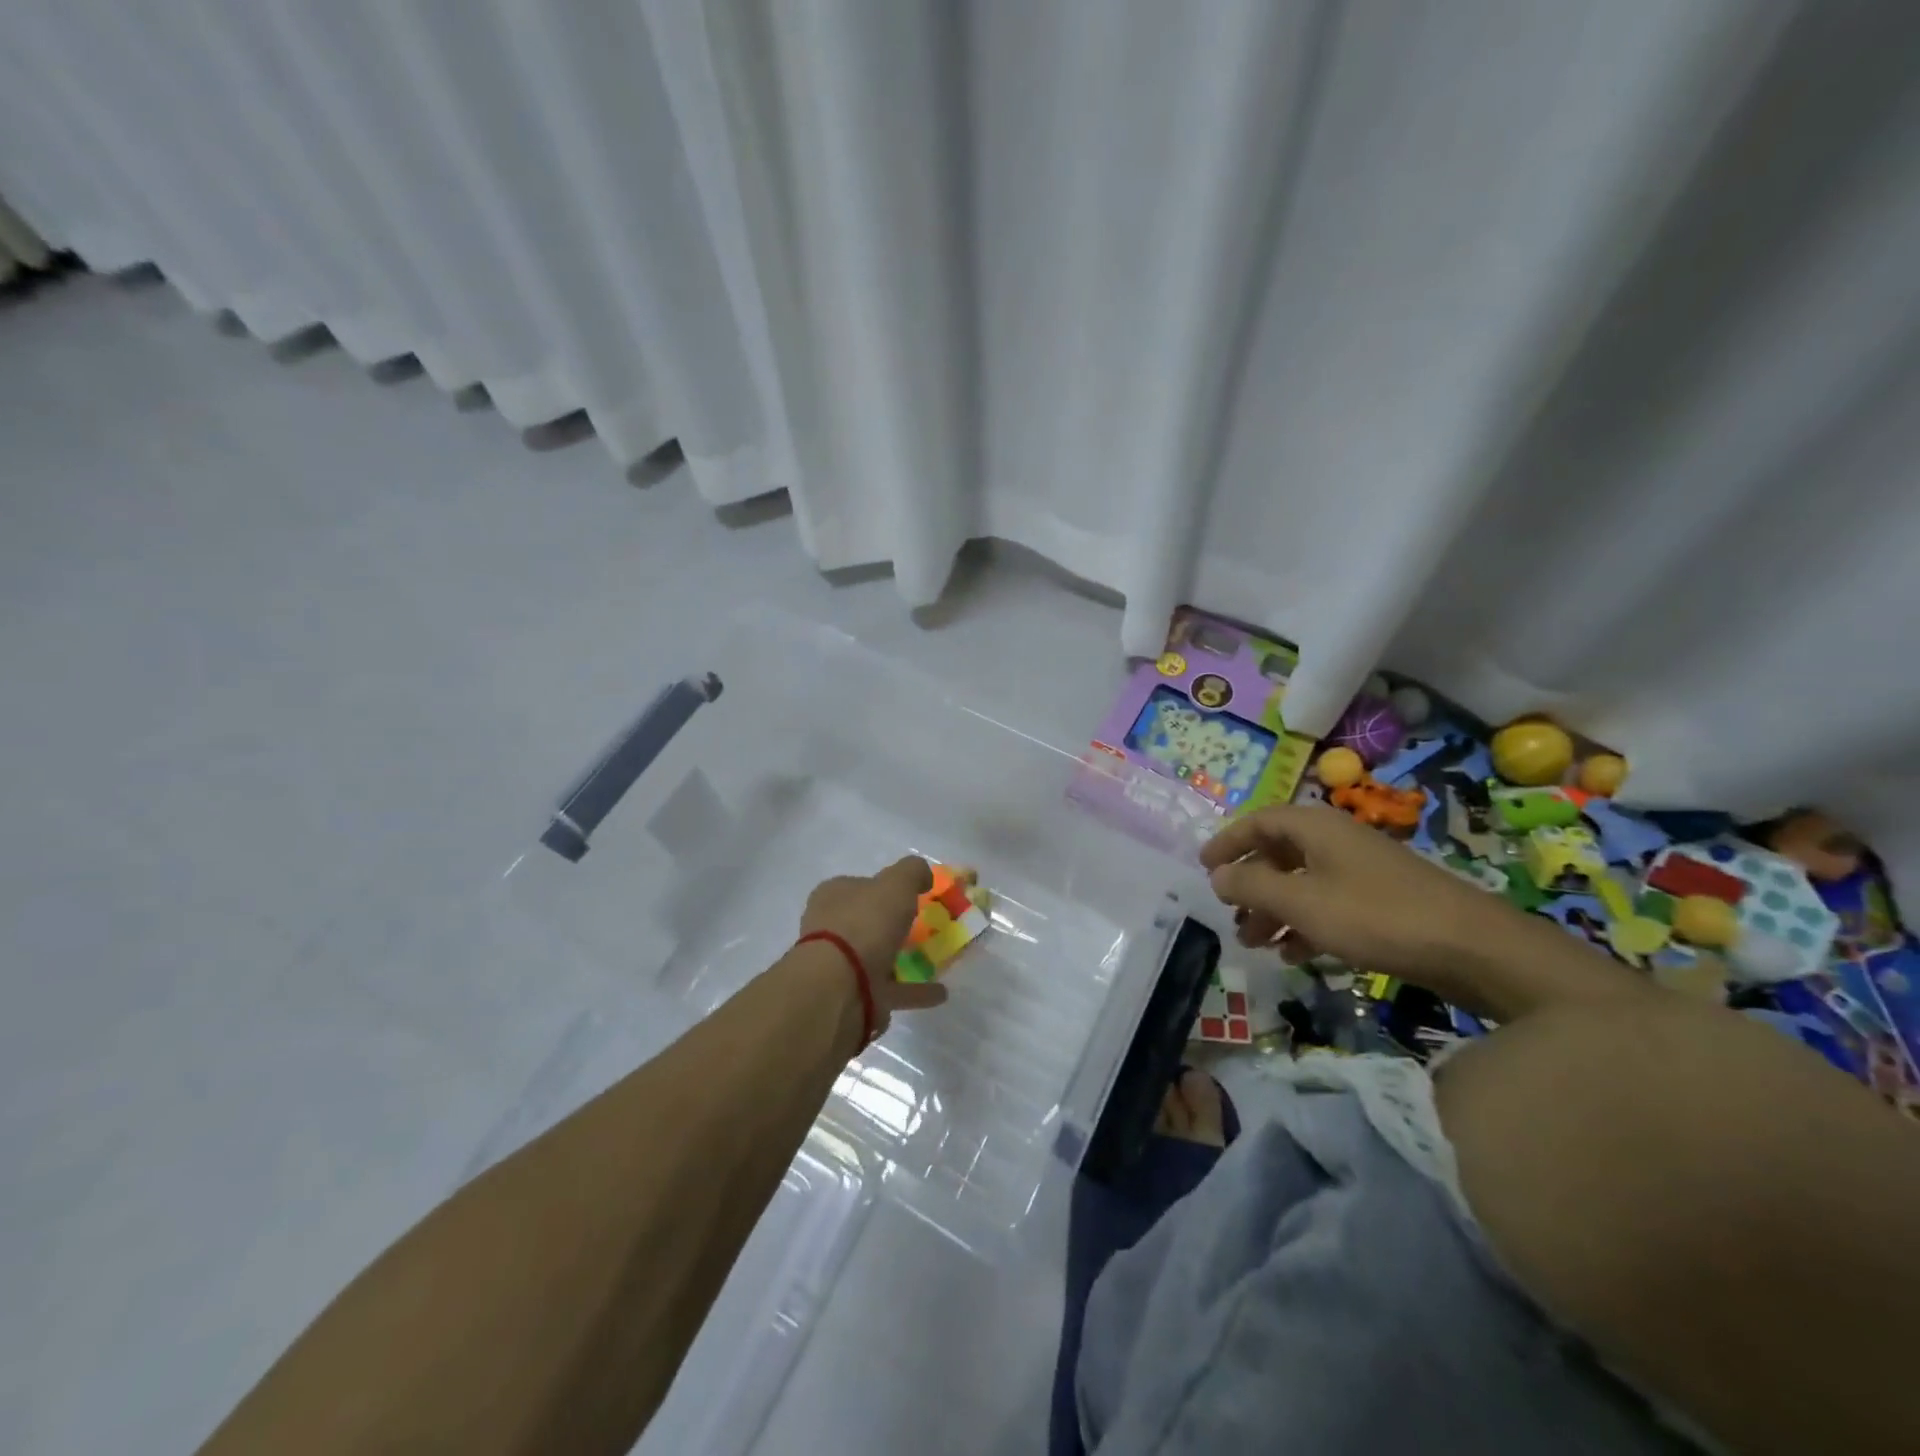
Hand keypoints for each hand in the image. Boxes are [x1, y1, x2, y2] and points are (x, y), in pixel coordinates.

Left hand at [800, 856, 948, 1031]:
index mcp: (833, 896)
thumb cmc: (865, 924)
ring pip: (877, 957)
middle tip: (926, 927)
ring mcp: (840, 965)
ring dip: (903, 959)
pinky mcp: (854, 996)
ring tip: (937, 959)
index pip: (859, 885)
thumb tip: (923, 874)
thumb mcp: (896, 884)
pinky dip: (913, 990)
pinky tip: (939, 992)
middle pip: (867, 922)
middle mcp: (831, 928)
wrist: (839, 987)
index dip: (885, 888)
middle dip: (893, 925)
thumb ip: (912, 872)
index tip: (913, 895)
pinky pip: (890, 989)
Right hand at [1200, 804, 1509, 982]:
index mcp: (1315, 828)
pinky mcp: (1381, 900)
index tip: (1204, 868)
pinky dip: (1304, 924)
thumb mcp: (1302, 903)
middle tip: (1230, 915)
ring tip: (1255, 943)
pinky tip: (1295, 955)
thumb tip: (1217, 875)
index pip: (1258, 822)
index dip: (1228, 842)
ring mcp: (1360, 870)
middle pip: (1278, 853)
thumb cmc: (1376, 916)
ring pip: (1301, 883)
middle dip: (1250, 885)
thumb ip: (1252, 887)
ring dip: (1273, 910)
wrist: (1473, 948)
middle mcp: (1336, 840)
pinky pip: (1327, 904)